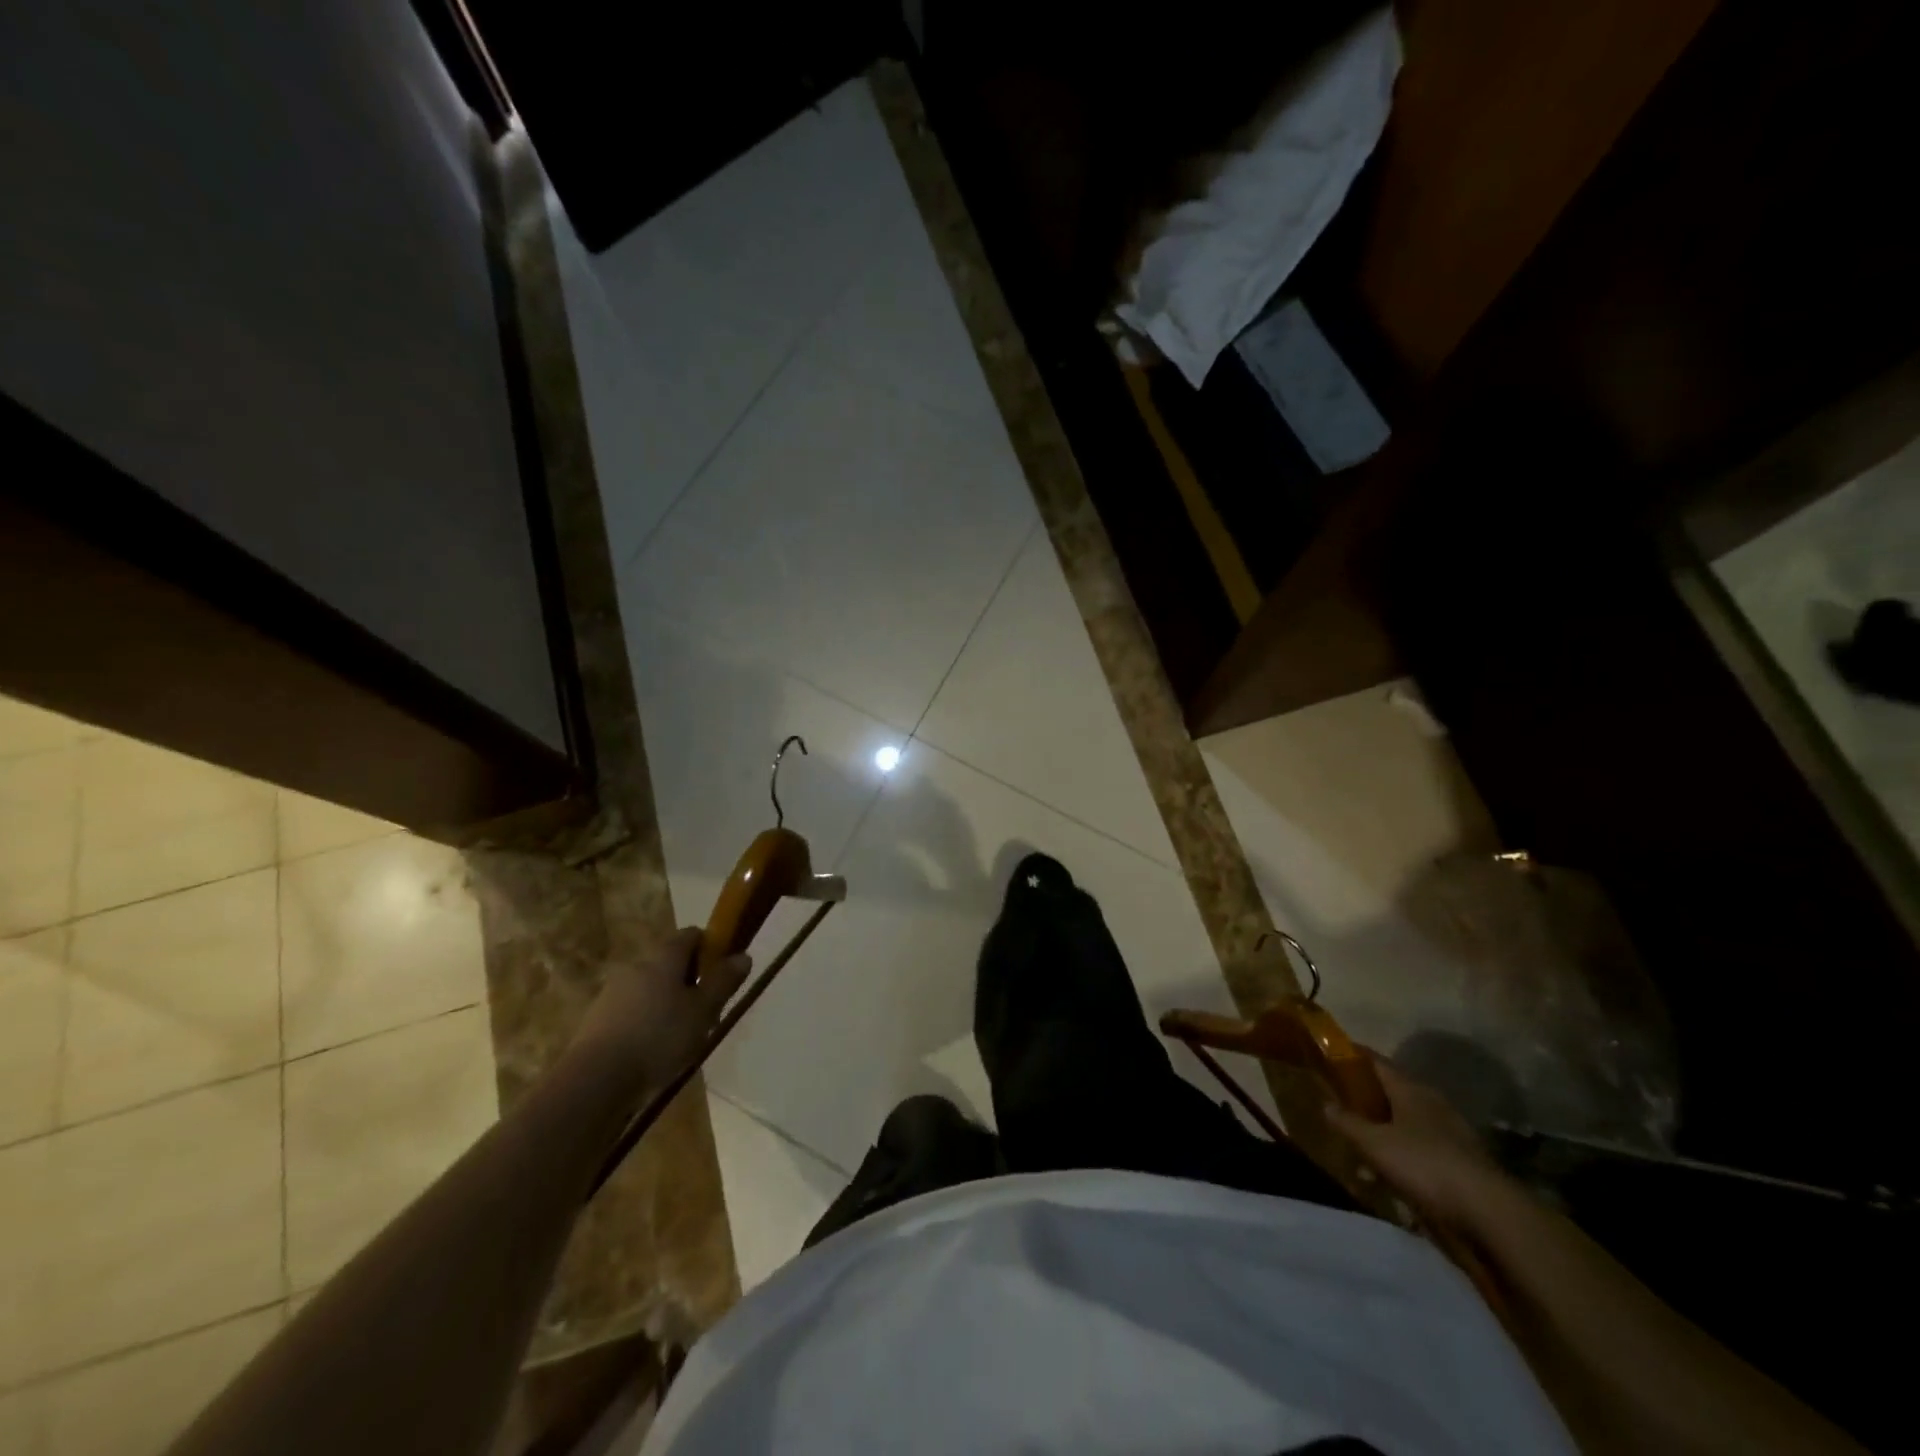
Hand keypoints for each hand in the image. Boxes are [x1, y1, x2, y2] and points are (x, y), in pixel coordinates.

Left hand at [570, 928, 750, 1094]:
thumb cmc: (659, 1037)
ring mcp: (613, 991)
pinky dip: (646, 1021)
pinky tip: (653, 1050)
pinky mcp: (597, 1019)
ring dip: (667, 1003)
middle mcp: (637, 965)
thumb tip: (743, 955)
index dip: (710, 948)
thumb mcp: (703, 1011)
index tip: (721, 973)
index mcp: (664, 956)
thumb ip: (724, 981)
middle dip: (690, 980)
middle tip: (705, 1010)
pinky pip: (632, 1010)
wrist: (595, 1079)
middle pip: (670, 962)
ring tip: (680, 1037)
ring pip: (650, 987)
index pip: (692, 934)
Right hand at [1325, 1053, 1503, 1227]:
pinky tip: (1391, 1169)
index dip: (1351, 1055)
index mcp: (1410, 1088)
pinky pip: (1422, 1145)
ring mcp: (1451, 1131)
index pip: (1375, 1060)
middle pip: (1392, 1089)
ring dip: (1384, 1126)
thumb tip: (1325, 1104)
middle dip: (1366, 1094)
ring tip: (1360, 1140)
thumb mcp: (1374, 1144)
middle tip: (1339, 1101)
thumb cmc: (1424, 1165)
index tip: (1328, 1055)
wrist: (1489, 1213)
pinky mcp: (1462, 1159)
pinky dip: (1403, 1150)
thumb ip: (1347, 1122)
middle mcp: (1431, 1101)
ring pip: (1407, 1119)